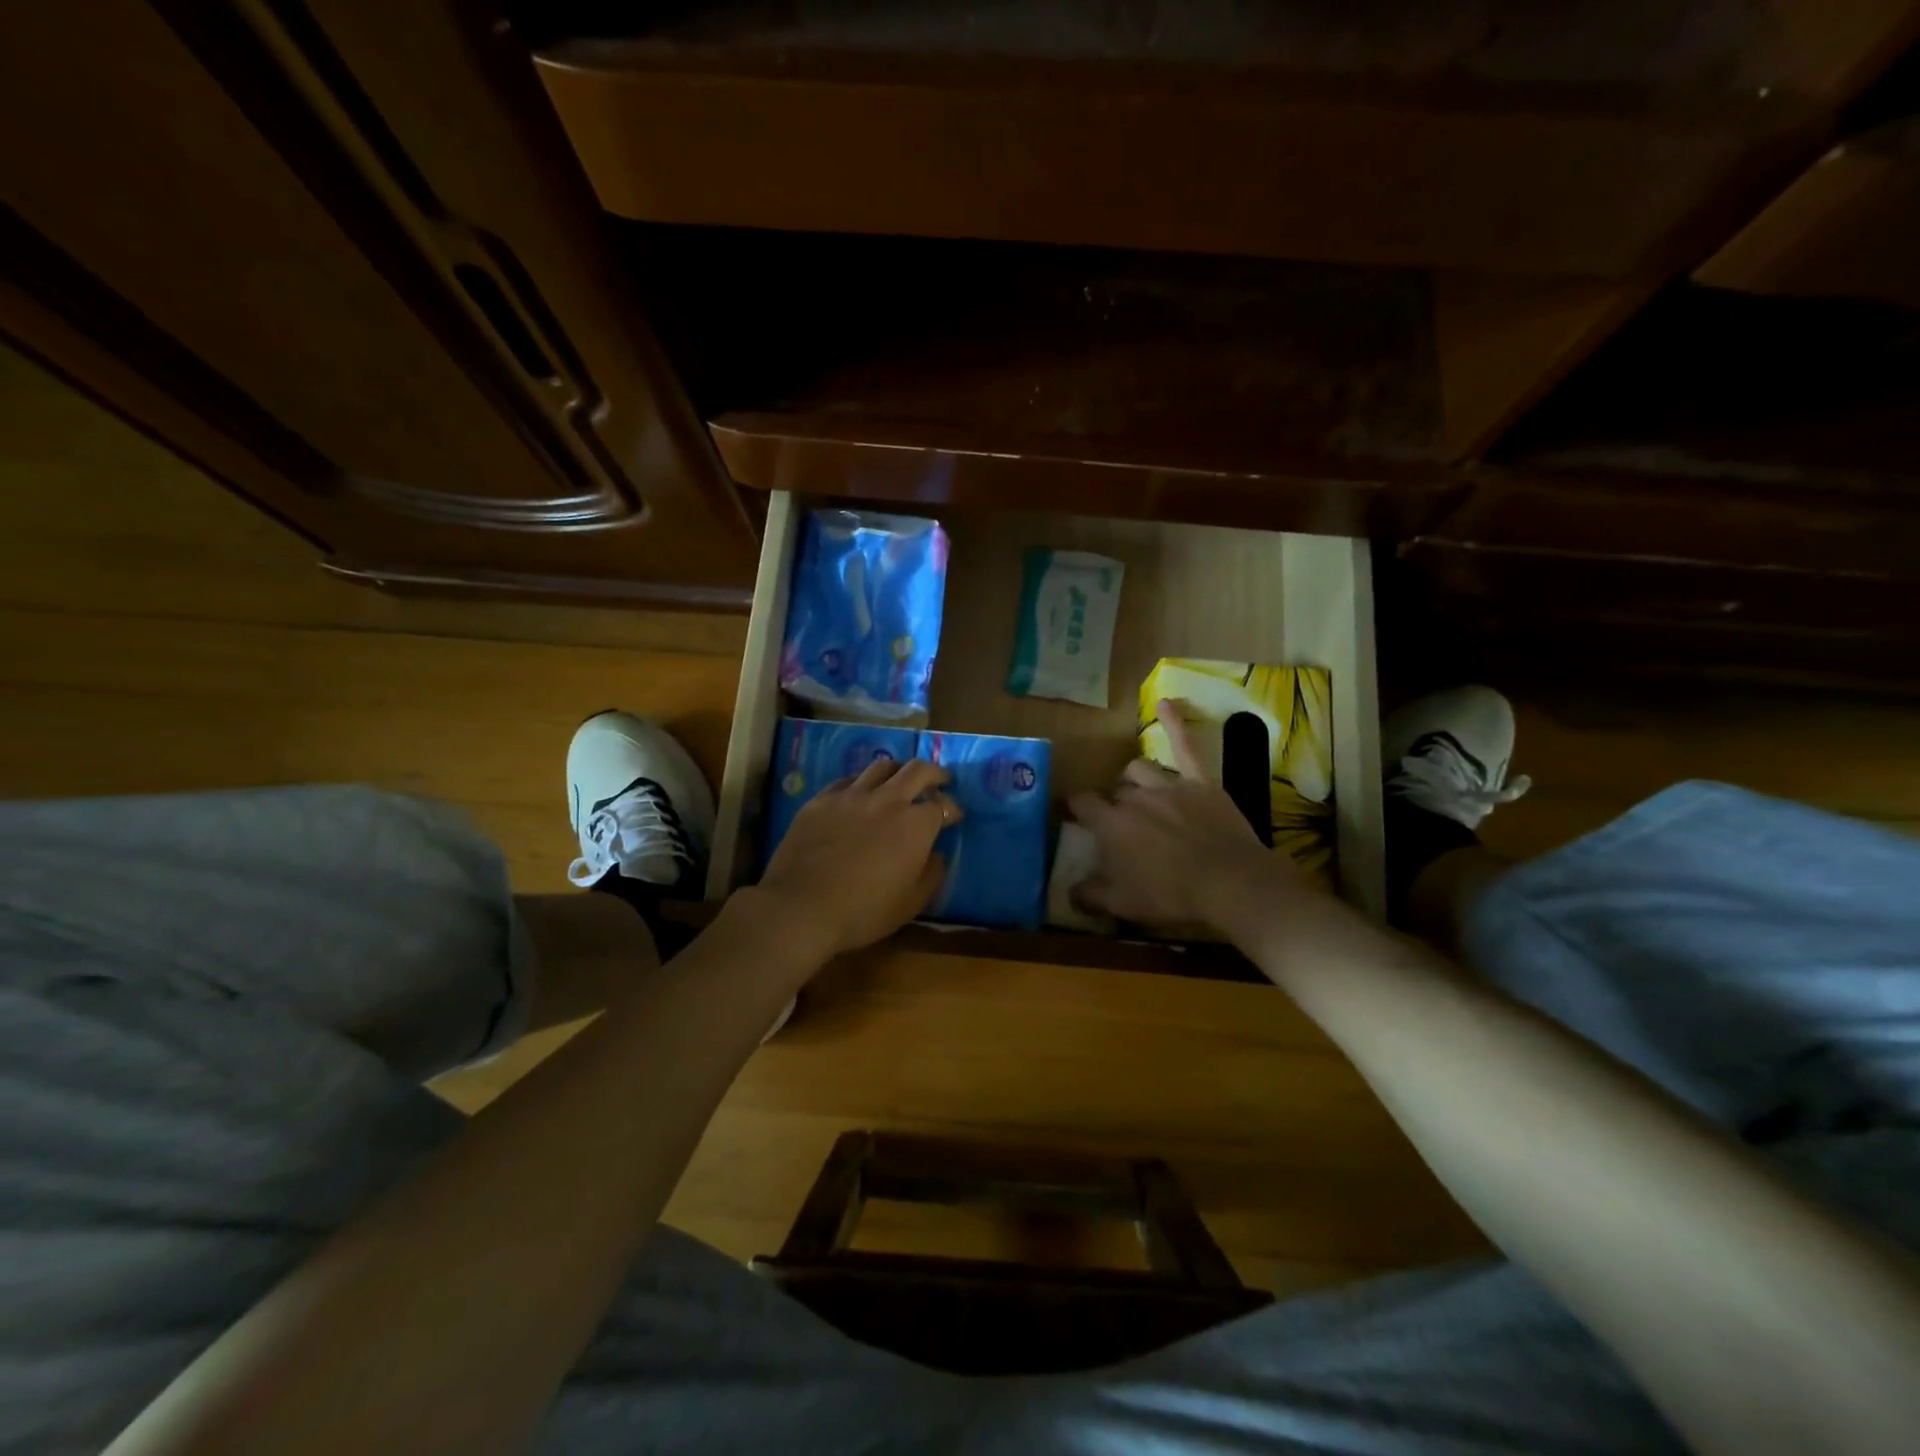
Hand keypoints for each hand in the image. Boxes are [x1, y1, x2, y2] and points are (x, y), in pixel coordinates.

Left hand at [752, 756, 959, 959]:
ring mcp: (851, 795)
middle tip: (940, 780)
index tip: (955, 817)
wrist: (800, 907)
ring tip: (900, 780)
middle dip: (934, 773)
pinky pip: (848, 780)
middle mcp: (887, 800)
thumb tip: (937, 854)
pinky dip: (862, 783)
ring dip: (898, 770)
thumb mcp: (911, 903)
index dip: (952, 810)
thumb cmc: (863, 912)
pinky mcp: (821, 799)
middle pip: (917, 770)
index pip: (942, 806)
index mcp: (915, 825)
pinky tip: (859, 795)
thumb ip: (932, 874)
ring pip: (881, 766)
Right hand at [1068, 699, 1284, 931]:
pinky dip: (1175, 722)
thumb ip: (1090, 895)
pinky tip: (1166, 702)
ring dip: (1134, 779)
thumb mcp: (1122, 904)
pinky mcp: (1201, 782)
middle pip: (1115, 792)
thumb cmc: (1171, 895)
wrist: (1230, 884)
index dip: (1075, 807)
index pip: (1082, 804)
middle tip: (1121, 827)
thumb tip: (1070, 892)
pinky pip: (1186, 745)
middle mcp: (1134, 797)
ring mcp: (1169, 785)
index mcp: (1112, 824)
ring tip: (1138, 792)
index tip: (1072, 814)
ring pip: (1140, 769)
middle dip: (1113, 805)